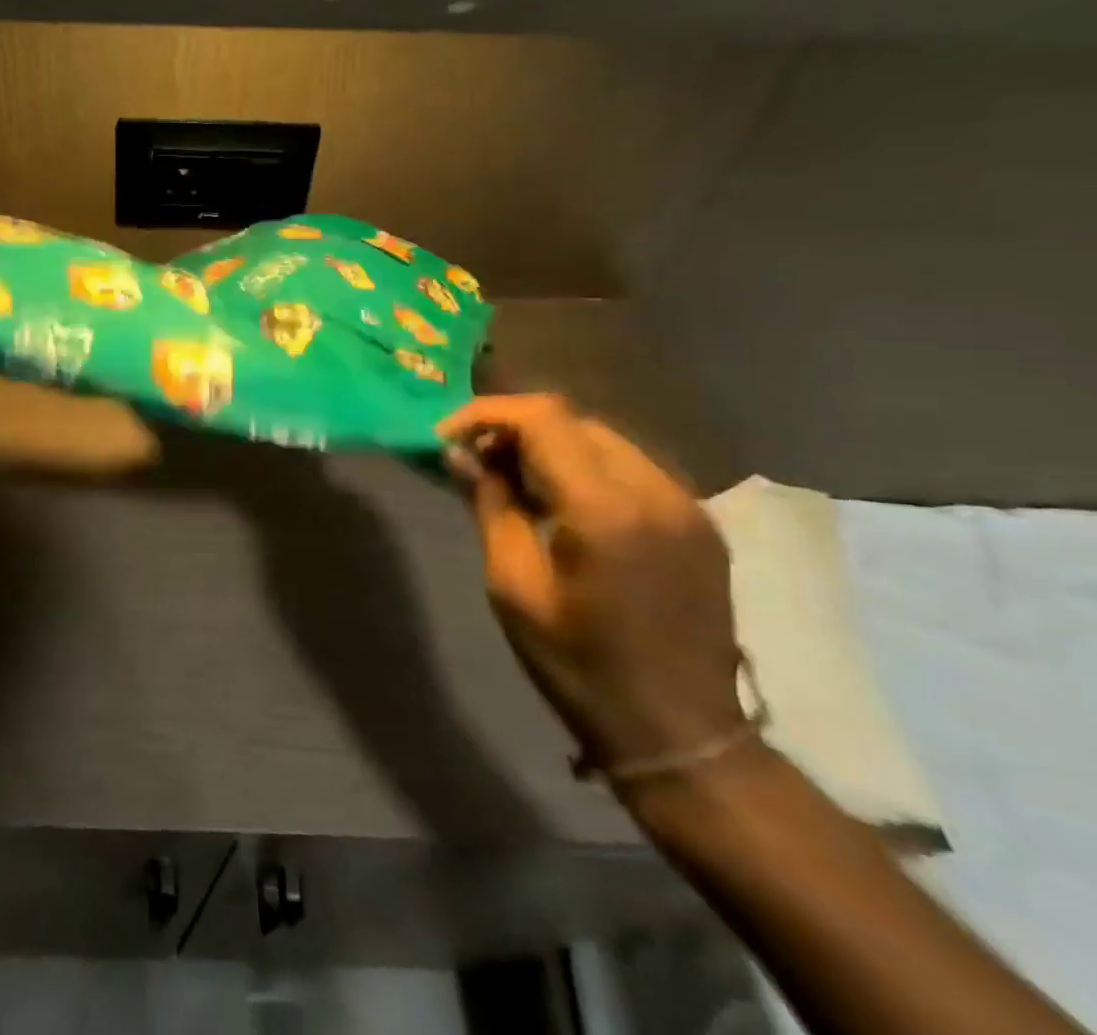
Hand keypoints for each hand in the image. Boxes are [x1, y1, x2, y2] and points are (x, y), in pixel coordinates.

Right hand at [439, 394, 746, 776]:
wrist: (683, 735)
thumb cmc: (580, 665)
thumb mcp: (513, 586)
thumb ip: (490, 505)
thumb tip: (460, 453)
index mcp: (606, 510)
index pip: (543, 418)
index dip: (487, 413)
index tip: (448, 436)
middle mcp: (655, 491)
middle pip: (573, 420)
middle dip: (515, 428)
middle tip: (475, 459)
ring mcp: (687, 505)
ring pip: (603, 439)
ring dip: (550, 445)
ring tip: (512, 478)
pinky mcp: (700, 522)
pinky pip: (631, 467)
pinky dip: (585, 466)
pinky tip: (561, 501)